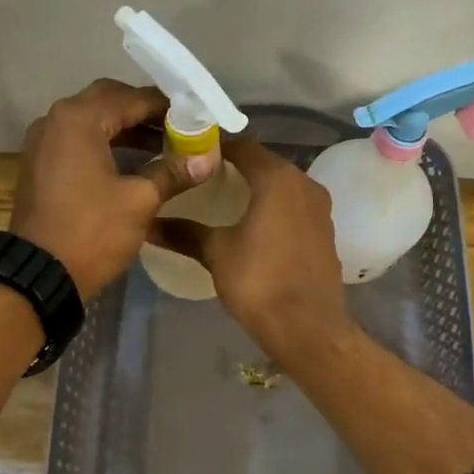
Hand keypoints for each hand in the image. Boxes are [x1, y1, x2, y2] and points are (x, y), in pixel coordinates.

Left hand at [9, 79, 208, 298]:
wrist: (39, 275)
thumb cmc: (92, 232)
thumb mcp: (140, 201)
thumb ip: (173, 172)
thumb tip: (208, 157)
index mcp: (79, 119)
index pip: (132, 98)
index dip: (167, 107)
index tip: (196, 118)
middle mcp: (56, 120)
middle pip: (108, 101)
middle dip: (144, 112)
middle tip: (178, 127)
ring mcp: (43, 142)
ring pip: (92, 122)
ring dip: (126, 129)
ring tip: (163, 147)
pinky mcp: (40, 165)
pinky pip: (78, 142)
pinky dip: (105, 145)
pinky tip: (132, 164)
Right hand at [149, 139, 355, 362]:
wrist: (308, 327)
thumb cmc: (259, 282)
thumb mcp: (216, 253)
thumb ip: (184, 232)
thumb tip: (147, 225)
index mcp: (278, 178)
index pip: (242, 146)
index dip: (215, 148)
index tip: (189, 157)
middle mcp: (304, 183)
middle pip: (265, 163)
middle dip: (235, 168)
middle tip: (202, 179)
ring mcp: (320, 208)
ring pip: (282, 186)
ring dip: (256, 189)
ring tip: (223, 203)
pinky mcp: (325, 232)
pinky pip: (294, 208)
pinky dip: (274, 208)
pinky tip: (253, 227)